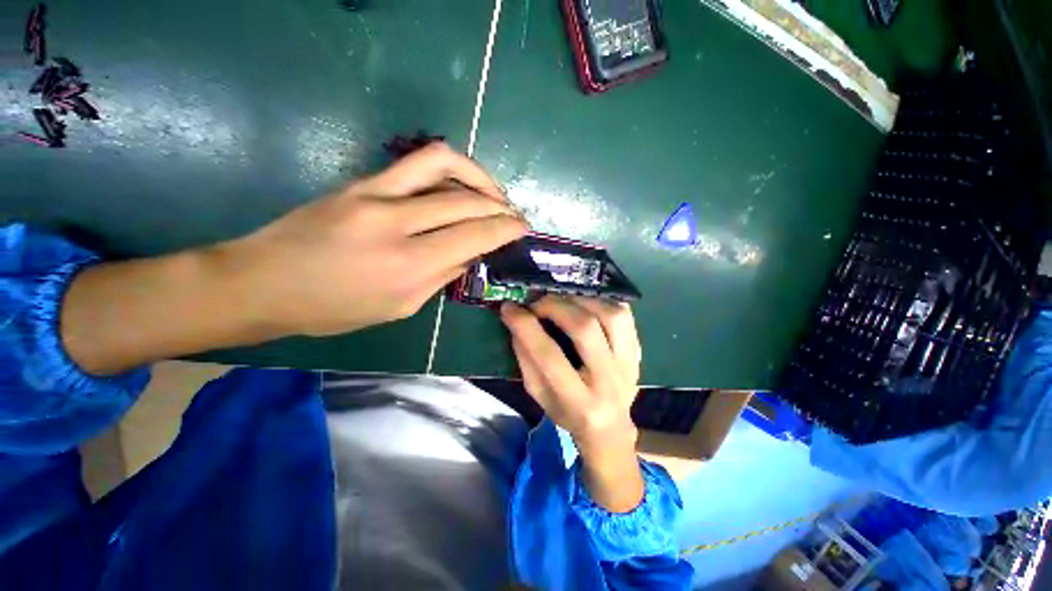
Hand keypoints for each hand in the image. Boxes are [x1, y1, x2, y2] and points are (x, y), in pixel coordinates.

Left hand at [230, 143, 527, 335]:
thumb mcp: (400, 308)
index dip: (506, 228)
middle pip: (467, 201)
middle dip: (501, 206)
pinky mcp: (362, 182)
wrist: (263, 282)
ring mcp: (376, 194)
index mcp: (409, 266)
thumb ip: (442, 278)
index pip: (475, 236)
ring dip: (479, 176)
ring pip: (445, 165)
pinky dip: (450, 169)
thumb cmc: (334, 310)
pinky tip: (460, 184)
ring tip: (493, 192)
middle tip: (515, 214)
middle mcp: (398, 223)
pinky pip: (417, 164)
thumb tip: (470, 254)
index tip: (523, 227)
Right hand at [500, 295, 643, 511]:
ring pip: (611, 315)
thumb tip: (517, 320)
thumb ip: (526, 359)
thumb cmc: (567, 413)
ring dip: (580, 300)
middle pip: (584, 328)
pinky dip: (602, 302)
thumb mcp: (538, 394)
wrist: (610, 427)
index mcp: (578, 401)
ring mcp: (629, 364)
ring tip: (561, 300)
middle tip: (537, 303)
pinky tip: (584, 304)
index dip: (525, 326)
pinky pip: (625, 315)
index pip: (548, 355)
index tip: (509, 308)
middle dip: (555, 306)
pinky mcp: (638, 352)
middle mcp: (609, 381)